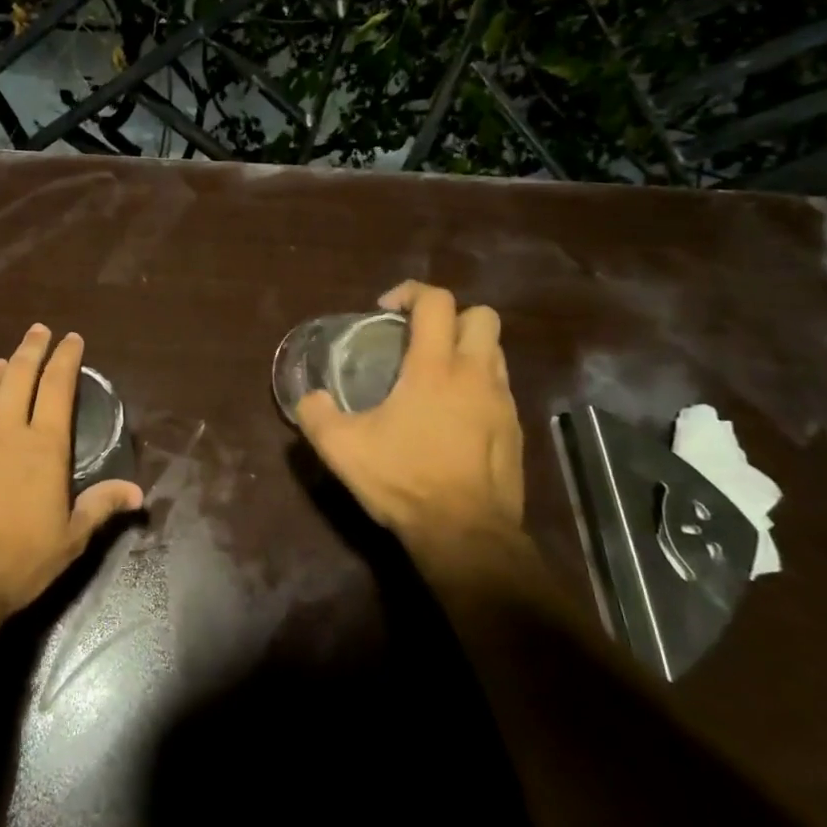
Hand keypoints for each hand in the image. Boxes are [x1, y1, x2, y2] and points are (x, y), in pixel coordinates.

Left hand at [0, 323, 142, 630]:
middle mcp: (5, 433)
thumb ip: (101, 507)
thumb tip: (139, 493)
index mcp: (42, 447)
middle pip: (18, 377)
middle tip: (39, 330)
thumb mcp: (70, 539)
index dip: (65, 359)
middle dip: (31, 349)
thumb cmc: (18, 560)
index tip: (71, 338)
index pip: (56, 388)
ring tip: (5, 360)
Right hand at [297, 282, 524, 582]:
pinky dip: (477, 386)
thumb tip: (311, 398)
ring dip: (466, 350)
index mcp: (435, 368)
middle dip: (450, 316)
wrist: (466, 535)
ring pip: (495, 351)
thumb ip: (316, 415)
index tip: (385, 310)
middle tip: (418, 339)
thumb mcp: (342, 449)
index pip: (436, 301)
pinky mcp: (515, 430)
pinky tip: (452, 416)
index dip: (410, 292)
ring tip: (434, 376)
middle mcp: (475, 374)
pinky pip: (499, 388)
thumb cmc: (404, 481)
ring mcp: (502, 402)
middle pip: (482, 316)